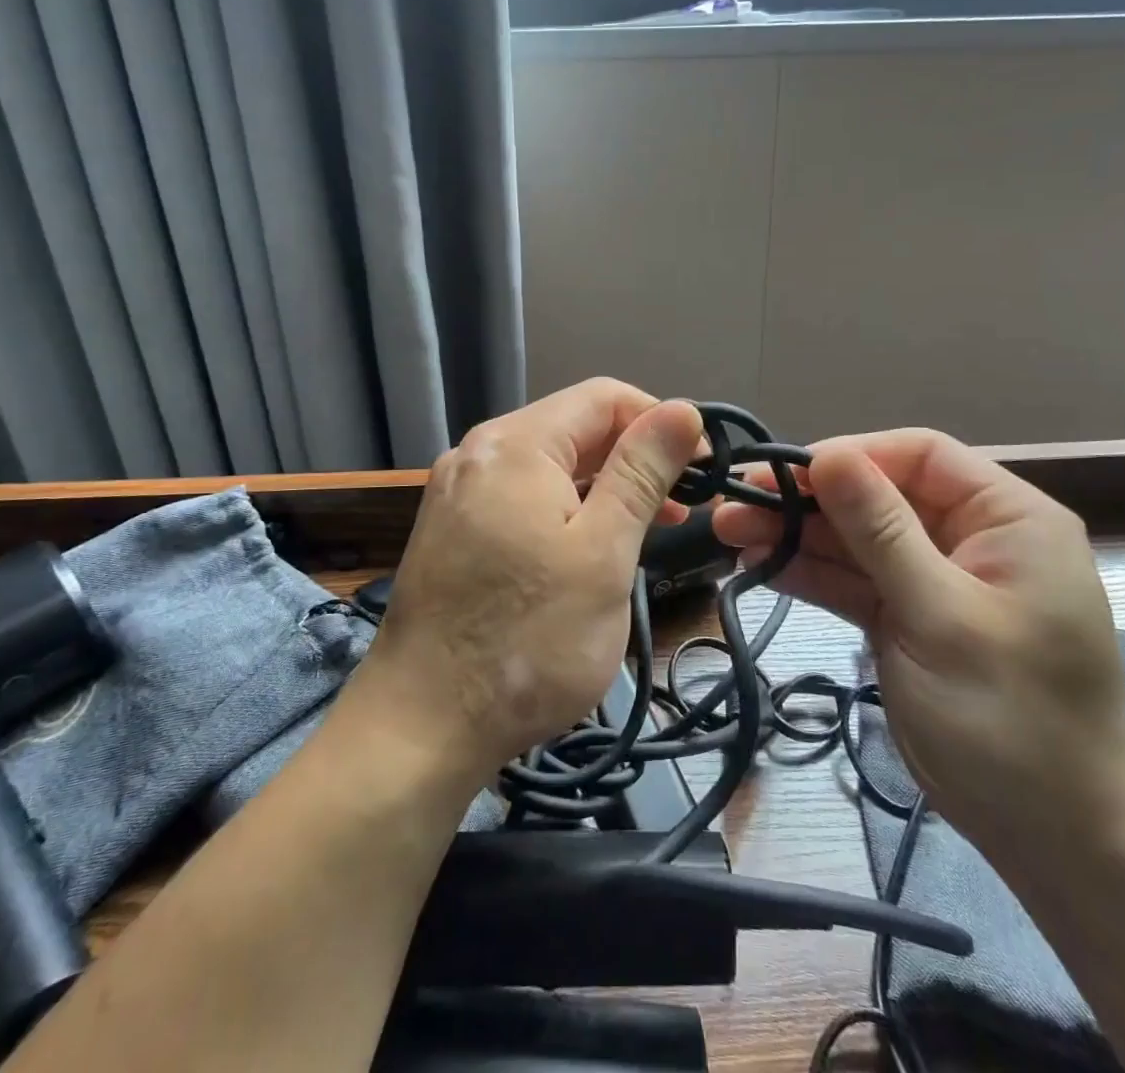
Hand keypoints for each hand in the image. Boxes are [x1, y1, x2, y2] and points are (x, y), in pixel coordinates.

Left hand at [355, 380, 704, 786]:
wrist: (420, 728)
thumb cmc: (527, 641)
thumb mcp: (603, 553)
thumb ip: (642, 473)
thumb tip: (684, 409)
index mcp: (515, 444)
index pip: (605, 397)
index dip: (661, 421)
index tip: (704, 469)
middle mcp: (479, 452)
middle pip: (574, 427)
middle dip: (635, 456)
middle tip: (685, 507)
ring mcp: (459, 491)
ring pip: (550, 465)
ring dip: (605, 486)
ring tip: (651, 528)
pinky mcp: (452, 528)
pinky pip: (522, 496)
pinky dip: (567, 509)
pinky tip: (592, 546)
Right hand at [712, 430, 1124, 864]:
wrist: (1051, 838)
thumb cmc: (1012, 718)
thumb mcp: (942, 617)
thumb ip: (881, 532)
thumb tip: (827, 453)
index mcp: (1006, 518)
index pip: (919, 456)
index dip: (851, 455)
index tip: (785, 471)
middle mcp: (968, 536)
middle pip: (877, 495)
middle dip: (808, 498)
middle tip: (735, 501)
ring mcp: (932, 578)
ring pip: (855, 538)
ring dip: (795, 534)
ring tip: (728, 530)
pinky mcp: (905, 616)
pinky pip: (851, 580)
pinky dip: (808, 573)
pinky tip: (758, 563)